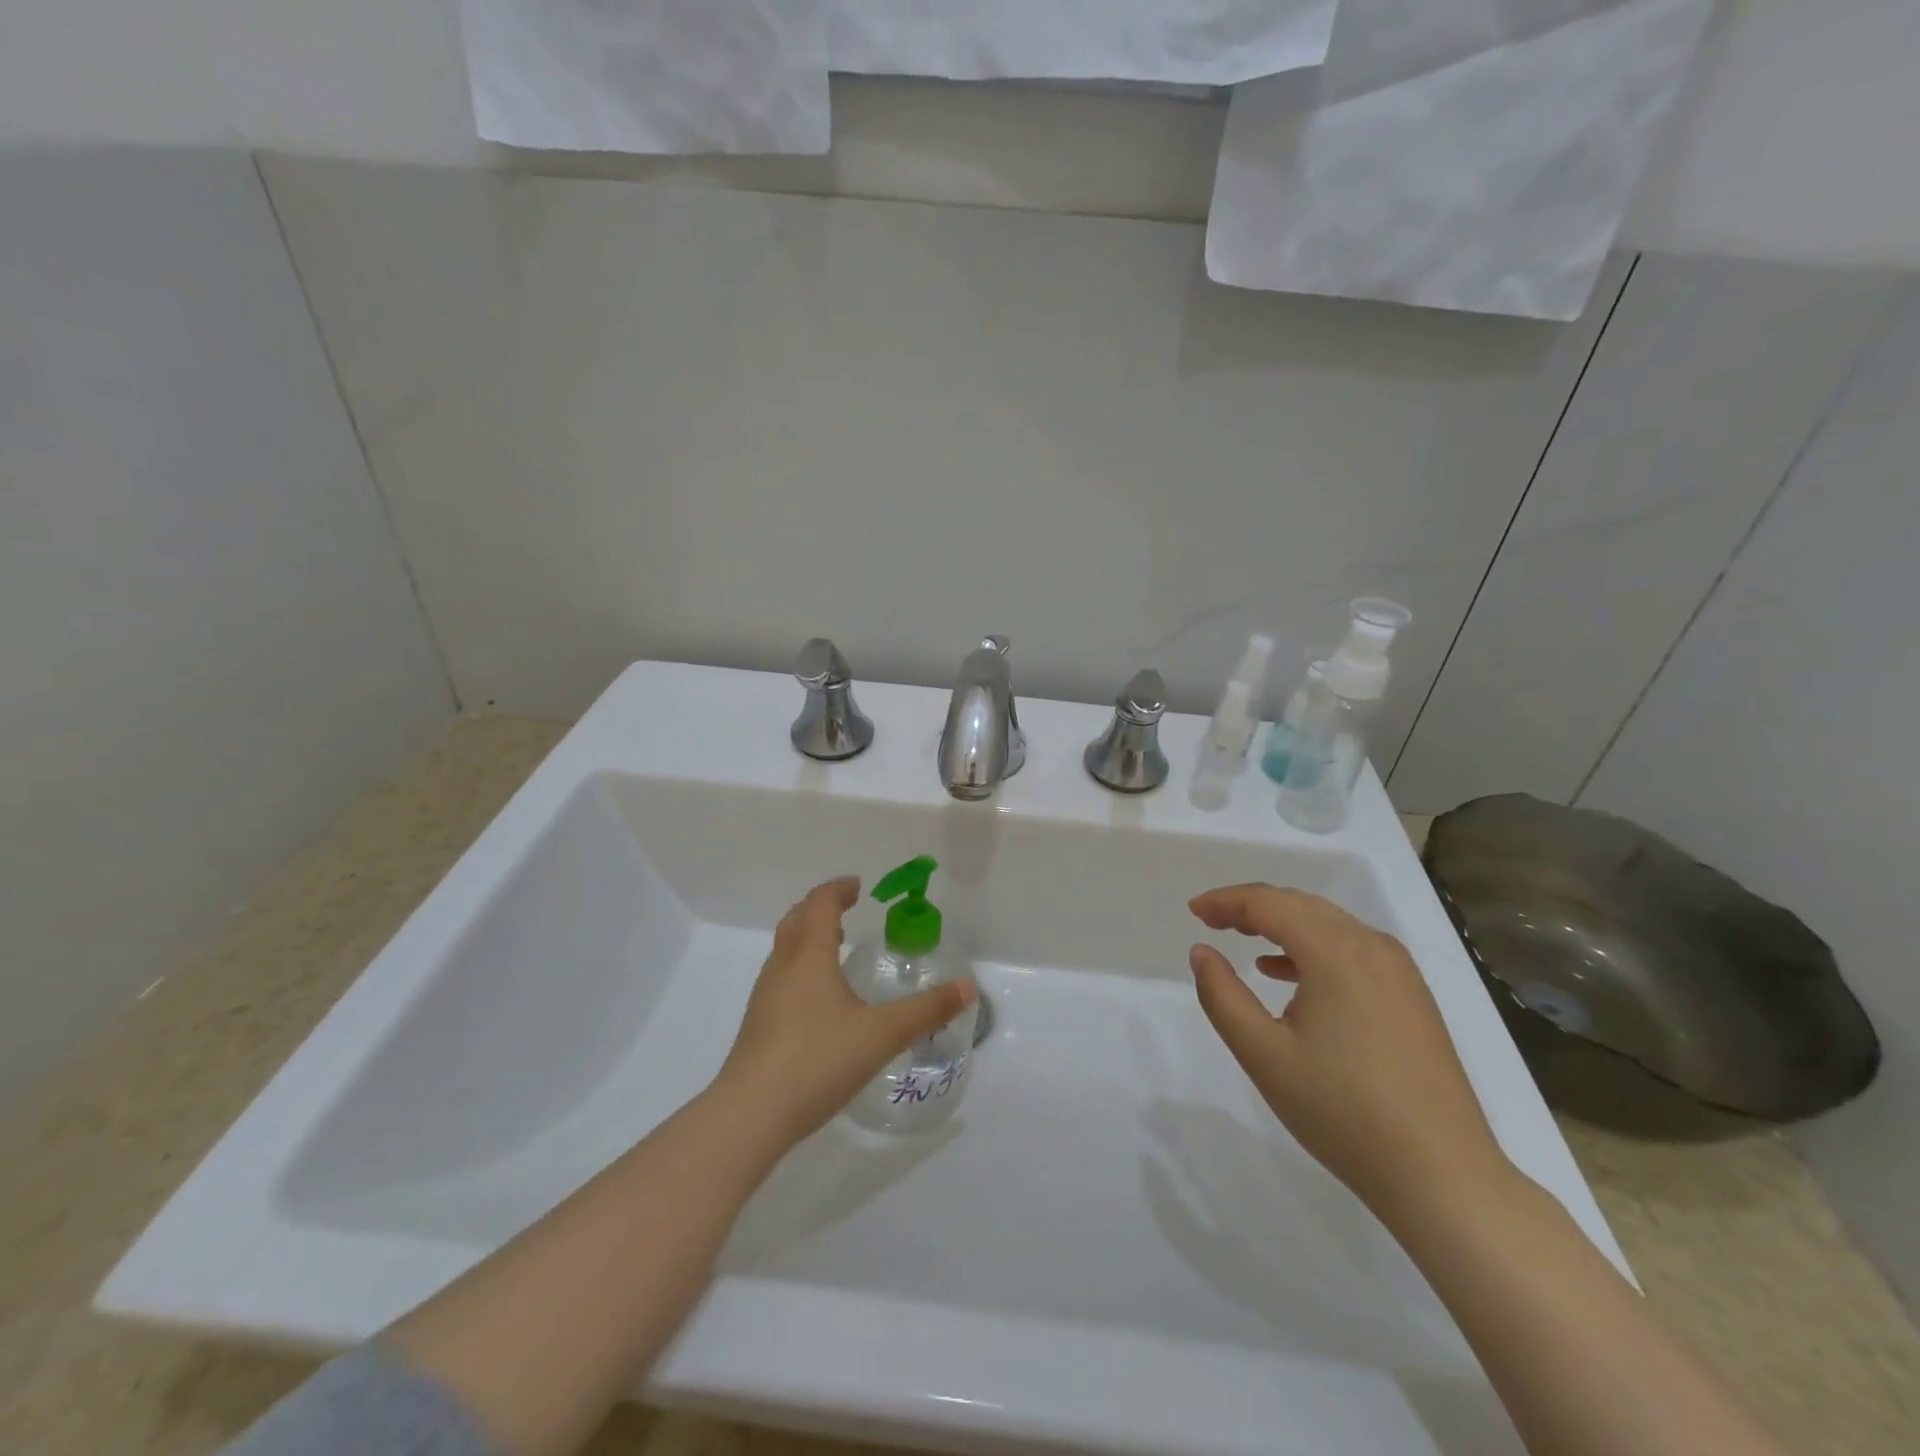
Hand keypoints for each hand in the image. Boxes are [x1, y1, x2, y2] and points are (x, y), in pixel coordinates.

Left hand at [718, 877, 976, 1148]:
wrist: (750, 1115)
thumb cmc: (818, 1060)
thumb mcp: (882, 1034)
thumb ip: (926, 1010)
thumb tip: (968, 987)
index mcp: (809, 956)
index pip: (820, 904)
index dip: (838, 889)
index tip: (858, 886)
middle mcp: (783, 967)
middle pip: (796, 919)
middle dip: (820, 907)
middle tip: (847, 908)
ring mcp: (765, 996)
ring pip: (785, 949)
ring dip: (808, 935)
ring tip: (835, 946)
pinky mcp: (758, 1024)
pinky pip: (781, 976)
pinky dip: (801, 965)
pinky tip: (819, 997)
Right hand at [1187, 883, 1511, 1225]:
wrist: (1443, 1176)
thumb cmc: (1343, 1112)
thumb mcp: (1263, 1054)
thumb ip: (1222, 995)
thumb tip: (1201, 951)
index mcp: (1336, 952)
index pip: (1270, 904)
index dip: (1227, 901)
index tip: (1194, 911)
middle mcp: (1372, 947)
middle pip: (1301, 905)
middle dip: (1252, 906)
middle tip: (1211, 919)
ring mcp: (1399, 972)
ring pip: (1329, 924)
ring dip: (1282, 923)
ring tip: (1242, 937)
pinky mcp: (1412, 997)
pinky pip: (1352, 949)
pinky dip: (1313, 947)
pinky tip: (1288, 974)